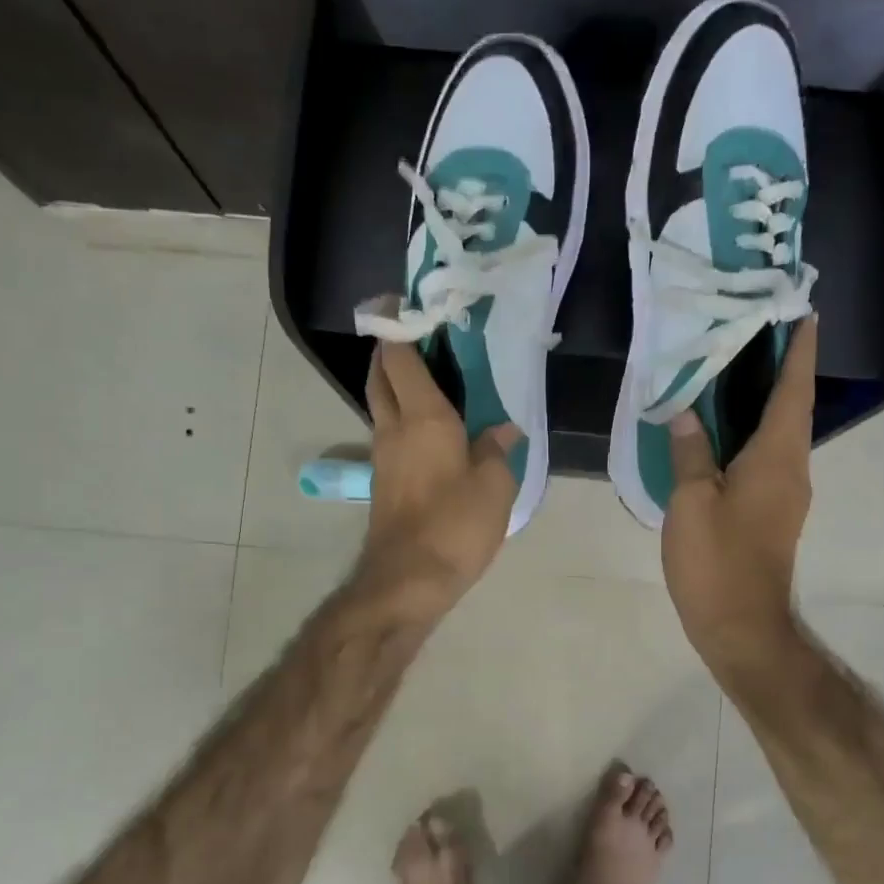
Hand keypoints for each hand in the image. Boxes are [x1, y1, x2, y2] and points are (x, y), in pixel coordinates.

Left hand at [357, 340, 522, 620]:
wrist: (407, 580)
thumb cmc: (455, 525)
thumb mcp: (494, 486)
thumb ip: (497, 450)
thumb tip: (503, 430)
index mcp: (423, 417)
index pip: (400, 357)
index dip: (397, 326)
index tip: (404, 303)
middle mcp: (394, 427)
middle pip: (380, 375)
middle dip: (390, 350)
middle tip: (418, 338)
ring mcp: (382, 455)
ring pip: (381, 404)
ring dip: (395, 384)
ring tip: (430, 378)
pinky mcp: (383, 481)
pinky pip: (389, 432)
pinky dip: (401, 416)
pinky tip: (431, 427)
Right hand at [661, 317, 816, 677]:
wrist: (741, 626)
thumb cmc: (717, 562)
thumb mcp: (692, 503)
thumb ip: (690, 454)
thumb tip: (686, 413)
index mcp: (777, 457)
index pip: (794, 390)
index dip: (799, 351)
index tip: (804, 313)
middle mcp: (792, 469)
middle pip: (792, 407)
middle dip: (783, 368)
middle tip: (755, 331)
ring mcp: (786, 494)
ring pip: (780, 433)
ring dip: (767, 400)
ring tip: (735, 371)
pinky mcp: (773, 513)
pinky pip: (768, 458)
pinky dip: (753, 433)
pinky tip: (723, 431)